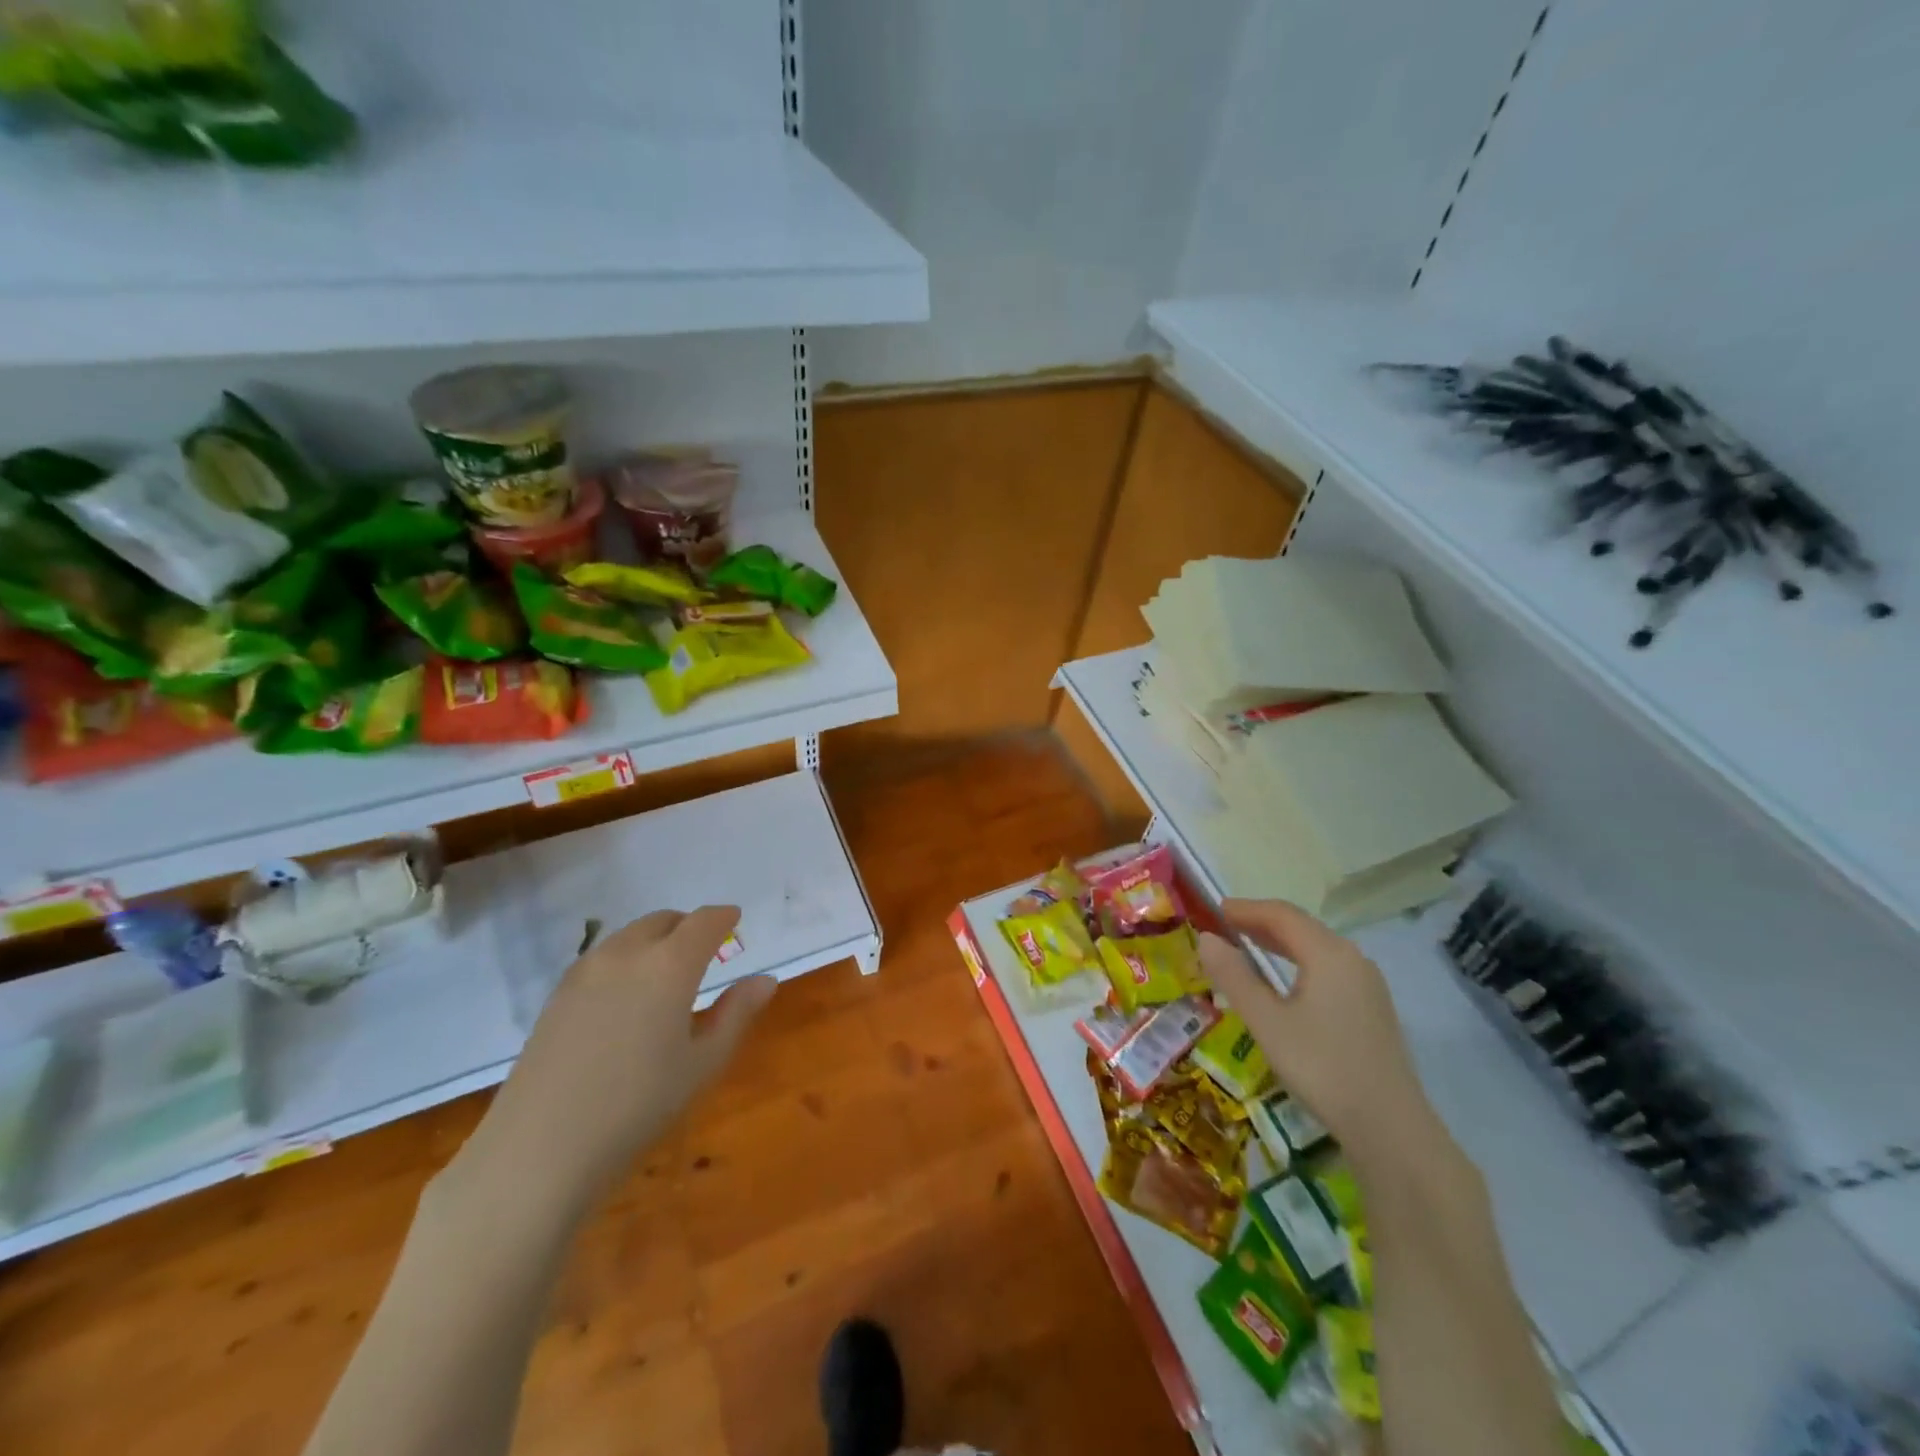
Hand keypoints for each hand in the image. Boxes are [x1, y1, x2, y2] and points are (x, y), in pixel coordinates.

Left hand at [458, 905, 776, 1214]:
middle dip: (689, 927)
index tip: (734, 921)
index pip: (704, 921)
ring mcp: (586, 971)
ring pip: (630, 935)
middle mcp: (627, 953)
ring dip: (656, 940)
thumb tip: (766, 980)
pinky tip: (627, 998)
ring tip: (667, 975)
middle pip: (664, 920)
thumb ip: (736, 1014)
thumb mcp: (702, 1063)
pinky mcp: (558, 994)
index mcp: (670, 964)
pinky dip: (627, 960)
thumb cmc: (637, 1105)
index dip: (723, 918)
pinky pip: (603, 958)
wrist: (539, 1149)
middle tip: (705, 951)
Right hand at [1199, 898, 1437, 1169]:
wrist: (1389, 1128)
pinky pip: (1328, 968)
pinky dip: (1298, 962)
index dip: (1245, 908)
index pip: (1281, 914)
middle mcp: (1352, 958)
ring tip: (1246, 947)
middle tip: (1224, 926)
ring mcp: (1367, 984)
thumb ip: (1234, 976)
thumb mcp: (1266, 1022)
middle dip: (1261, 922)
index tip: (1213, 911)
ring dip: (1280, 942)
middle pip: (1301, 926)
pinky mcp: (1371, 1007)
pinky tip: (1283, 982)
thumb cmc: (1321, 1067)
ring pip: (1316, 947)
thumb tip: (1206, 939)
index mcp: (1328, 953)